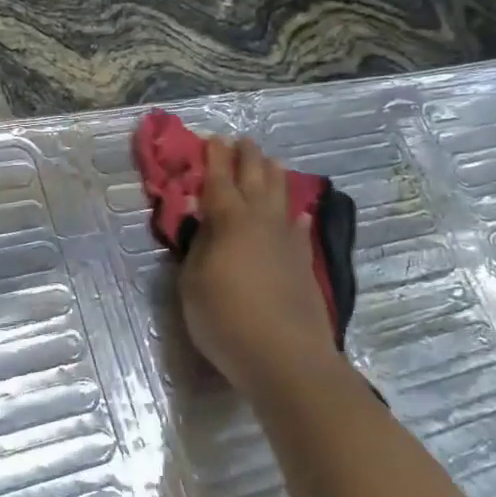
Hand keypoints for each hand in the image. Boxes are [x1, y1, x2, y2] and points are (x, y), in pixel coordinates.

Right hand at [179, 137, 347, 398]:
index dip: (213, 159)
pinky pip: (299, 230)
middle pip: (255, 179)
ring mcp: (287, 242)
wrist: (285, 357)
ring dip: (273, 177)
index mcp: (228, 221)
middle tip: (241, 141)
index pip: (218, 180)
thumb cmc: (225, 318)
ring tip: (270, 162)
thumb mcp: (192, 283)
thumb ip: (197, 248)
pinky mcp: (303, 265)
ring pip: (281, 197)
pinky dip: (296, 217)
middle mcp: (261, 222)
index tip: (211, 139)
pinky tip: (299, 214)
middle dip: (246, 158)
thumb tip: (204, 225)